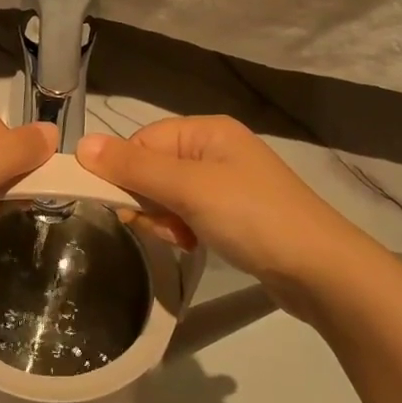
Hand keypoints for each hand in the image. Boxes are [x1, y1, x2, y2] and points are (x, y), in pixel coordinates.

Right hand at [75, 115, 366, 312]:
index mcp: (206, 131)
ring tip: (186, 240)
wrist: (320, 271)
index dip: (126, 173)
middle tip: (166, 226)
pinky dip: (184, 230)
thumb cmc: (252, 217)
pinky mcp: (234, 213)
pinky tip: (195, 245)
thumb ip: (134, 167)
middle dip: (149, 201)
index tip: (125, 208)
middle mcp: (215, 149)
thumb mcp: (189, 189)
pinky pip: (189, 213)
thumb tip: (81, 144)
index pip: (142, 141)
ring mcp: (226, 182)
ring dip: (166, 220)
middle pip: (153, 168)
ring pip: (168, 195)